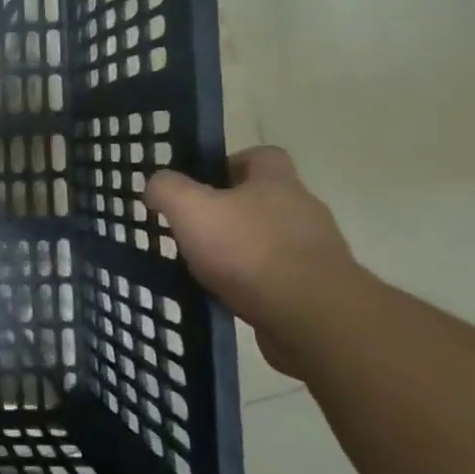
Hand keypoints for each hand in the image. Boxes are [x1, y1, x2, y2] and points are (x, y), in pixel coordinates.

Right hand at [145, 147, 366, 373]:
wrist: (311, 317)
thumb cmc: (248, 250)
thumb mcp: (191, 209)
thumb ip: (168, 189)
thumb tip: (157, 183)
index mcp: (277, 183)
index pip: (262, 156)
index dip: (231, 163)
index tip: (202, 184)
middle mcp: (303, 210)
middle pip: (265, 199)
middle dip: (230, 211)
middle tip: (194, 228)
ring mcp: (315, 251)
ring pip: (271, 239)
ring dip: (242, 249)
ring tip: (206, 267)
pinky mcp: (317, 288)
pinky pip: (278, 276)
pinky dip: (253, 282)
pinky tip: (228, 295)